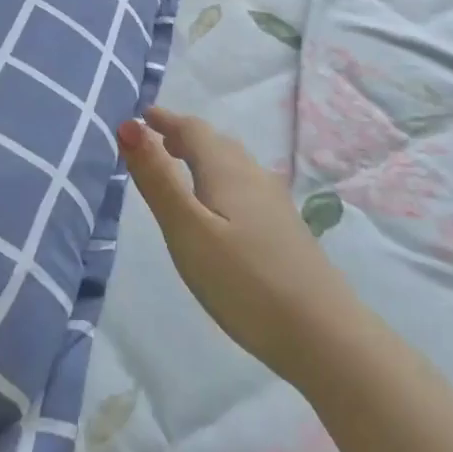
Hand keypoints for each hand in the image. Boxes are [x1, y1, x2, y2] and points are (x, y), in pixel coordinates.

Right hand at [118, 107, 351, 387]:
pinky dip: (220, 181)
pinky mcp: (285, 231)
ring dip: (203, 158)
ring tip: (181, 169)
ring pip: (233, 165)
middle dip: (183, 137)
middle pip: (215, 144)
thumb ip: (157, 179)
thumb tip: (128, 126)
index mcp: (227, 170)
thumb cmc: (244, 281)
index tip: (141, 116)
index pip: (192, 130)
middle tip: (156, 141)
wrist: (324, 335)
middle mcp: (253, 177)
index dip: (165, 120)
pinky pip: (244, 187)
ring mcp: (275, 204)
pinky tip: (220, 210)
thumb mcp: (187, 230)